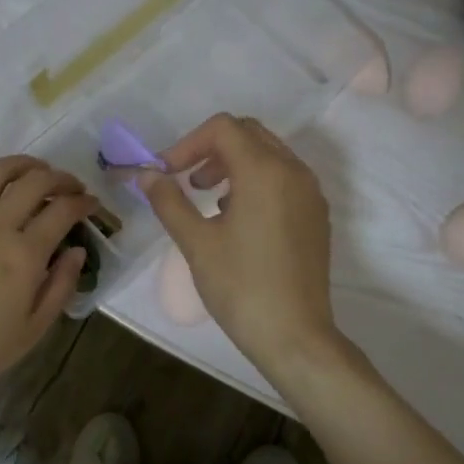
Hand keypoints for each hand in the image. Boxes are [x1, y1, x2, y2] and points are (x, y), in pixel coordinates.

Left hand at [0, 156, 95, 406]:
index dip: (83, 202)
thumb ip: (60, 285)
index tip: (91, 203)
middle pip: (34, 182)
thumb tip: (76, 250)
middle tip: (71, 186)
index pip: (62, 210)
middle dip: (60, 178)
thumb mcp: (33, 330)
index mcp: (24, 256)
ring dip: (22, 165)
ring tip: (34, 171)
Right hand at [138, 114, 341, 379]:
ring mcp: (310, 193)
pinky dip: (256, 182)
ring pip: (269, 155)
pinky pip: (284, 179)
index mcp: (264, 171)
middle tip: (185, 181)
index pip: (223, 128)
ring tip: (207, 199)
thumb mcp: (196, 243)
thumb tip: (146, 175)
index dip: (188, 144)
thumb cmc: (240, 287)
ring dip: (234, 164)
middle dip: (211, 149)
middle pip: (249, 134)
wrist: (294, 335)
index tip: (166, 173)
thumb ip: (169, 201)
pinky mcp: (316, 215)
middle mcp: (294, 171)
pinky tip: (236, 218)